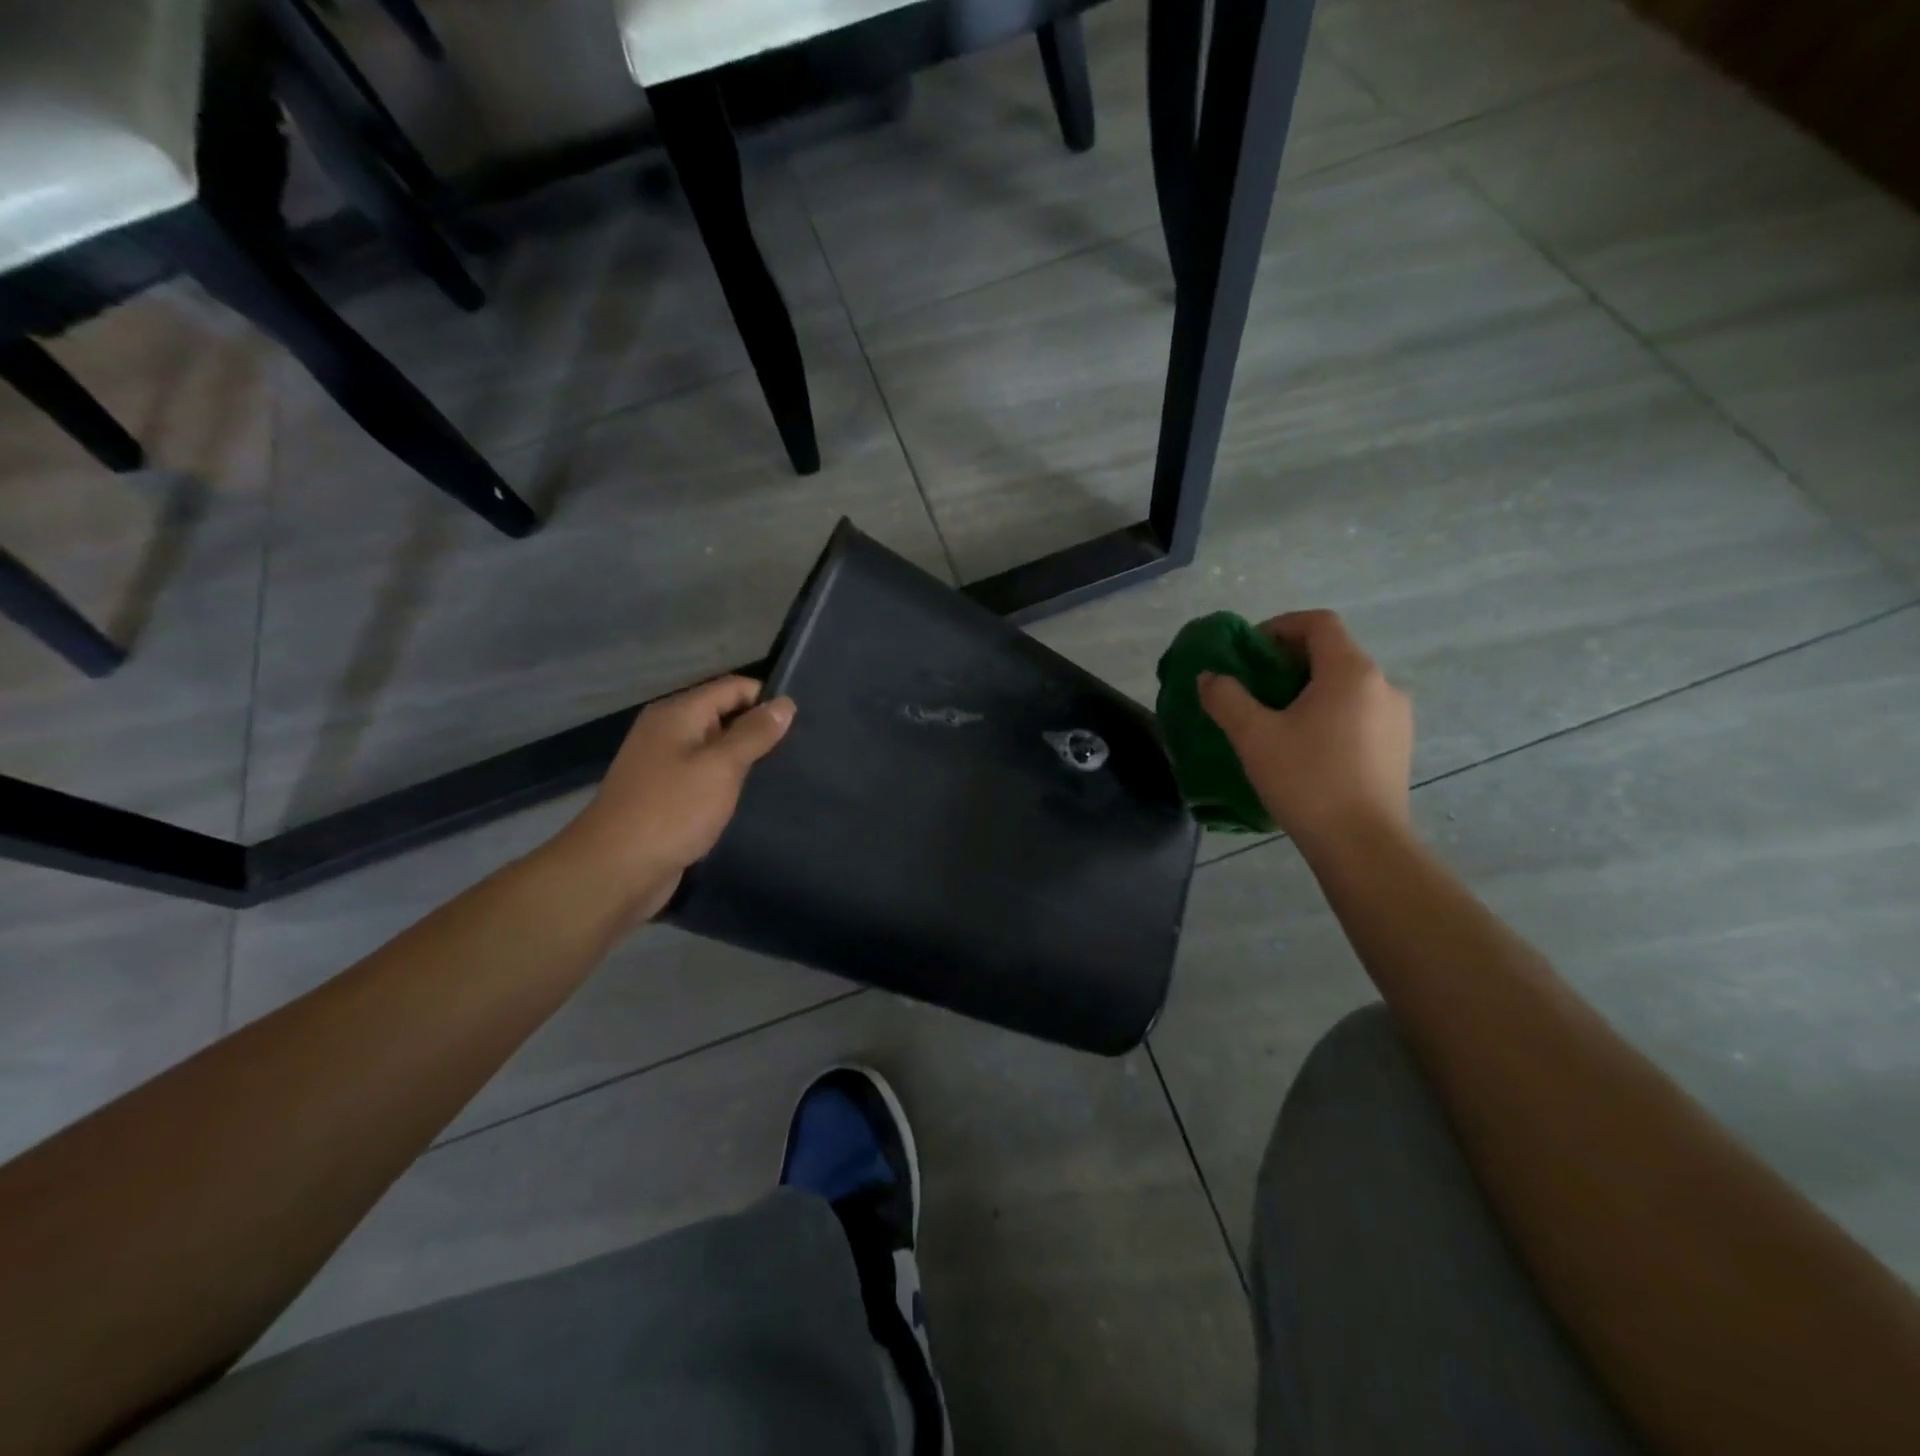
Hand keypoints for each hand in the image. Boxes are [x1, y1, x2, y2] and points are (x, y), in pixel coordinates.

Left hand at [557, 675, 794, 922]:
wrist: (615, 870)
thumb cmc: (671, 811)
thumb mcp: (721, 767)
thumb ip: (754, 733)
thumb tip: (785, 703)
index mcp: (677, 714)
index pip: (733, 687)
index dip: (767, 699)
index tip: (803, 723)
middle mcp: (668, 732)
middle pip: (724, 715)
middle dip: (760, 730)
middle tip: (801, 750)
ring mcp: (665, 766)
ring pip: (717, 750)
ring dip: (746, 760)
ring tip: (786, 773)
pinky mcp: (667, 797)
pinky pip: (706, 778)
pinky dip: (729, 783)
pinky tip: (754, 797)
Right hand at [1198, 610, 1411, 849]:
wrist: (1362, 844)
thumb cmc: (1307, 780)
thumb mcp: (1253, 736)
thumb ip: (1226, 698)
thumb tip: (1210, 677)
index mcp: (1351, 671)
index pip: (1318, 623)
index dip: (1280, 626)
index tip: (1249, 650)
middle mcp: (1383, 684)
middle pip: (1333, 653)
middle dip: (1289, 661)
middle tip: (1253, 687)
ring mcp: (1396, 717)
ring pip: (1346, 686)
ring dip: (1309, 690)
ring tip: (1276, 720)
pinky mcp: (1398, 747)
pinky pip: (1358, 713)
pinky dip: (1329, 714)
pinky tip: (1305, 747)